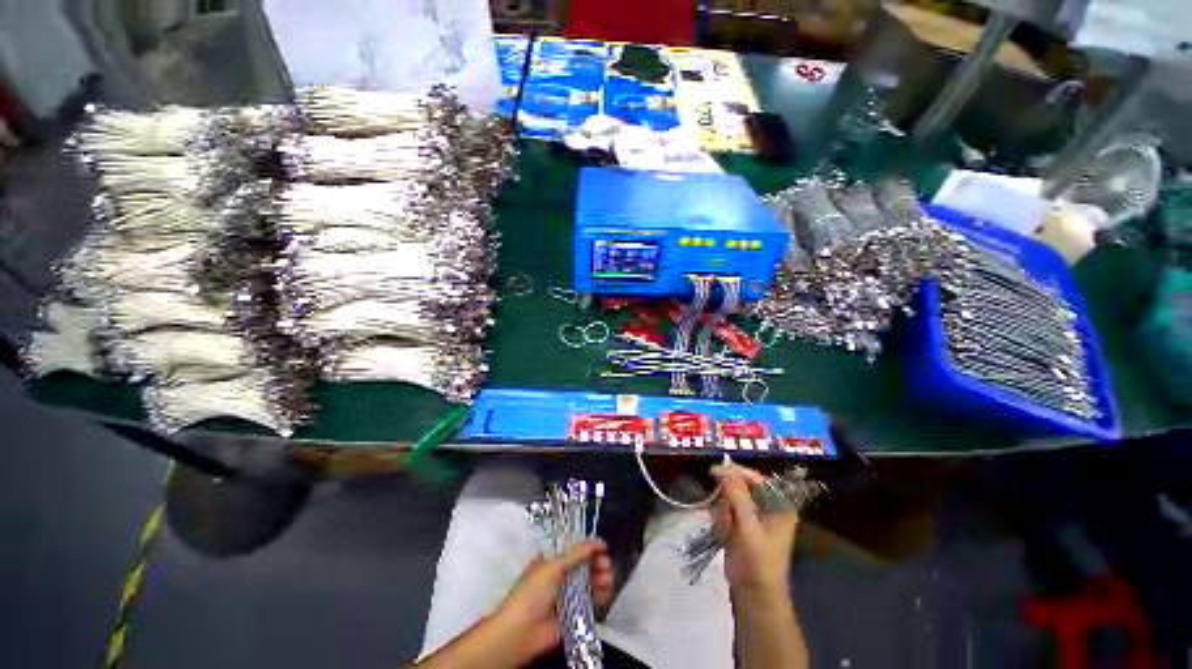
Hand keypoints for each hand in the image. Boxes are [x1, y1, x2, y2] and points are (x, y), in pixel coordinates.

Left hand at [493, 538, 614, 664]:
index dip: (589, 547)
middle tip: (607, 564)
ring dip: (601, 578)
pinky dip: (601, 596)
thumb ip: (577, 553)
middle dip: (597, 563)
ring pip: (590, 583)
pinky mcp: (574, 615)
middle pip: (584, 566)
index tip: (603, 547)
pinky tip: (606, 592)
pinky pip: (591, 603)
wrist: (520, 633)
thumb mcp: (553, 566)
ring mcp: (568, 596)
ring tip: (608, 578)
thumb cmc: (533, 592)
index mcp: (552, 561)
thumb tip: (598, 540)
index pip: (574, 550)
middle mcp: (561, 576)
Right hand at [711, 464, 798, 597]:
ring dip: (724, 512)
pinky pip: (725, 510)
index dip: (736, 472)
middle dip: (728, 500)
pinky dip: (721, 520)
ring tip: (727, 529)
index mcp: (779, 505)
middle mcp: (767, 506)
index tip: (715, 471)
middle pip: (741, 487)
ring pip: (730, 498)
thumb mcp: (749, 527)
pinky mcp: (741, 524)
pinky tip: (724, 534)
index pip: (756, 478)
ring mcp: (753, 515)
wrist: (754, 594)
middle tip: (725, 514)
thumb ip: (737, 496)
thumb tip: (725, 469)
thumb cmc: (759, 561)